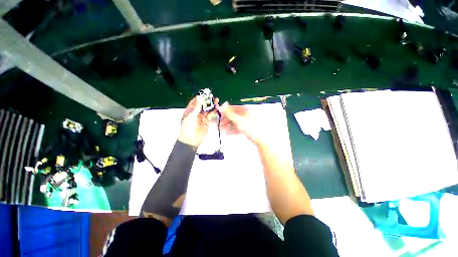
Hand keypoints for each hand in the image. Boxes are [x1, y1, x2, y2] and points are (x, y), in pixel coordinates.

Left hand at [178, 96, 218, 146]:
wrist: (191, 140)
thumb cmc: (187, 128)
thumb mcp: (190, 117)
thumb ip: (196, 108)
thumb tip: (199, 98)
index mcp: (189, 111)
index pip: (194, 102)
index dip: (199, 98)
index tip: (204, 94)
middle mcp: (196, 113)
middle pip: (202, 105)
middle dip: (207, 101)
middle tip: (212, 97)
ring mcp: (201, 117)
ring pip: (207, 109)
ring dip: (211, 105)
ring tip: (216, 101)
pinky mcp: (206, 121)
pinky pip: (210, 115)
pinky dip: (214, 111)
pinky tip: (216, 108)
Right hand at [218, 102, 264, 144]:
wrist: (259, 139)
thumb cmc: (253, 128)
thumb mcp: (239, 120)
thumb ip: (230, 113)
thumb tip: (224, 106)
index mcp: (247, 109)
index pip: (235, 107)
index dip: (227, 109)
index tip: (222, 112)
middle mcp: (247, 114)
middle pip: (234, 115)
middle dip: (226, 119)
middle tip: (221, 122)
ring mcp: (247, 121)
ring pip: (235, 122)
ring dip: (228, 125)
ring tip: (223, 128)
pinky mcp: (246, 127)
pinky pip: (238, 127)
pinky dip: (232, 129)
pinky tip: (228, 132)